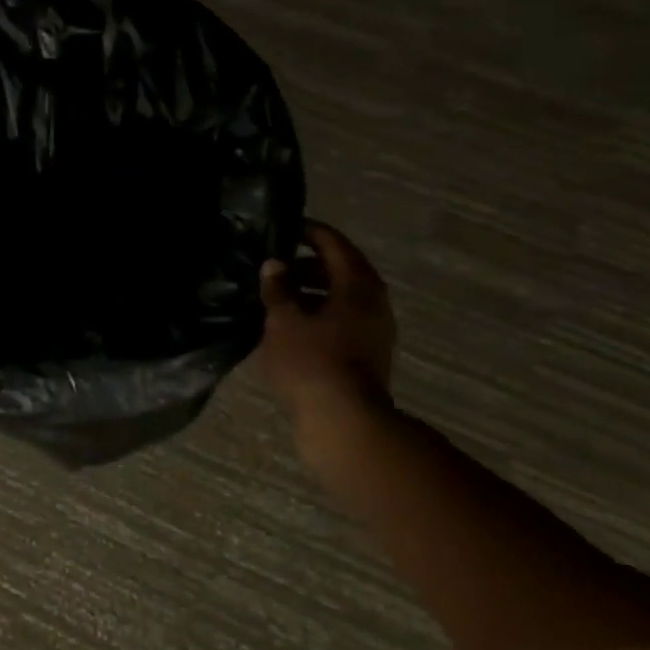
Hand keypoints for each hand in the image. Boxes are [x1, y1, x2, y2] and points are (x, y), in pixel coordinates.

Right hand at [259, 221, 396, 440]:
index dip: (310, 233)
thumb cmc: (311, 363)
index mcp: (358, 285)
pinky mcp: (368, 355)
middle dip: (308, 266)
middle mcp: (374, 302)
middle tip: (276, 268)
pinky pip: (343, 322)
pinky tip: (293, 329)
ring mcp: (375, 330)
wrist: (343, 421)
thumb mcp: (284, 322)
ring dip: (313, 295)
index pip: (334, 244)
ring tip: (279, 300)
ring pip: (342, 300)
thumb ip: (277, 290)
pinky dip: (319, 317)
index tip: (286, 228)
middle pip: (341, 271)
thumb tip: (274, 265)